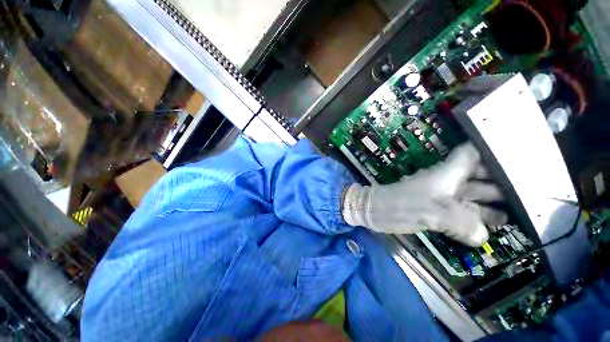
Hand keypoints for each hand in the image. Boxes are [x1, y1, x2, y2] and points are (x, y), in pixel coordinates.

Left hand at [341, 143, 506, 246]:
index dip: (493, 151)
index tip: (519, 156)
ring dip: (493, 204)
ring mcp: (442, 196)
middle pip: (480, 176)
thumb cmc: (400, 206)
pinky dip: (476, 218)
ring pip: (473, 196)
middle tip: (532, 193)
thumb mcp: (431, 212)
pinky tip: (491, 228)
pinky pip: (462, 211)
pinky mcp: (436, 209)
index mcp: (448, 173)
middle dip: (503, 183)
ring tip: (520, 214)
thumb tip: (483, 237)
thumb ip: (460, 223)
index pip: (473, 153)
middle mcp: (447, 182)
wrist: (376, 211)